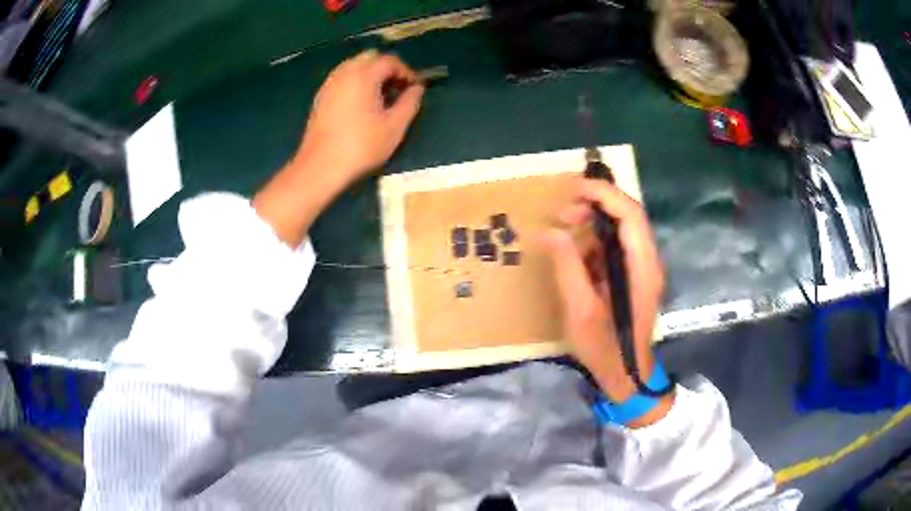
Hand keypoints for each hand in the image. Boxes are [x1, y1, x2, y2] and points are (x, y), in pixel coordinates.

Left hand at [292, 50, 424, 184]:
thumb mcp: (394, 127)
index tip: (415, 88)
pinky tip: (361, 104)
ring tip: (380, 96)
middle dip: (387, 68)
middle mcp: (344, 73)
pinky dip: (355, 82)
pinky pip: (341, 78)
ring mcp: (329, 84)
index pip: (389, 61)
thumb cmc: (361, 147)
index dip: (406, 71)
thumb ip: (410, 103)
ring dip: (370, 74)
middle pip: (370, 57)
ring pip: (353, 66)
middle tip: (397, 89)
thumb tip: (417, 88)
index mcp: (364, 76)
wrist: (320, 168)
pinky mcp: (320, 97)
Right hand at [542, 179, 671, 425]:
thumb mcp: (581, 310)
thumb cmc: (605, 348)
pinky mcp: (633, 275)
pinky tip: (573, 250)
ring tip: (562, 226)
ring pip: (621, 228)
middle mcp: (647, 260)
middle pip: (627, 216)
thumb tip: (550, 231)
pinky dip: (593, 239)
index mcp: (642, 267)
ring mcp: (642, 267)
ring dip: (593, 221)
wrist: (626, 375)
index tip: (573, 186)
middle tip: (561, 213)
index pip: (630, 214)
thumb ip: (568, 267)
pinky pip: (614, 245)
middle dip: (595, 204)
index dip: (604, 193)